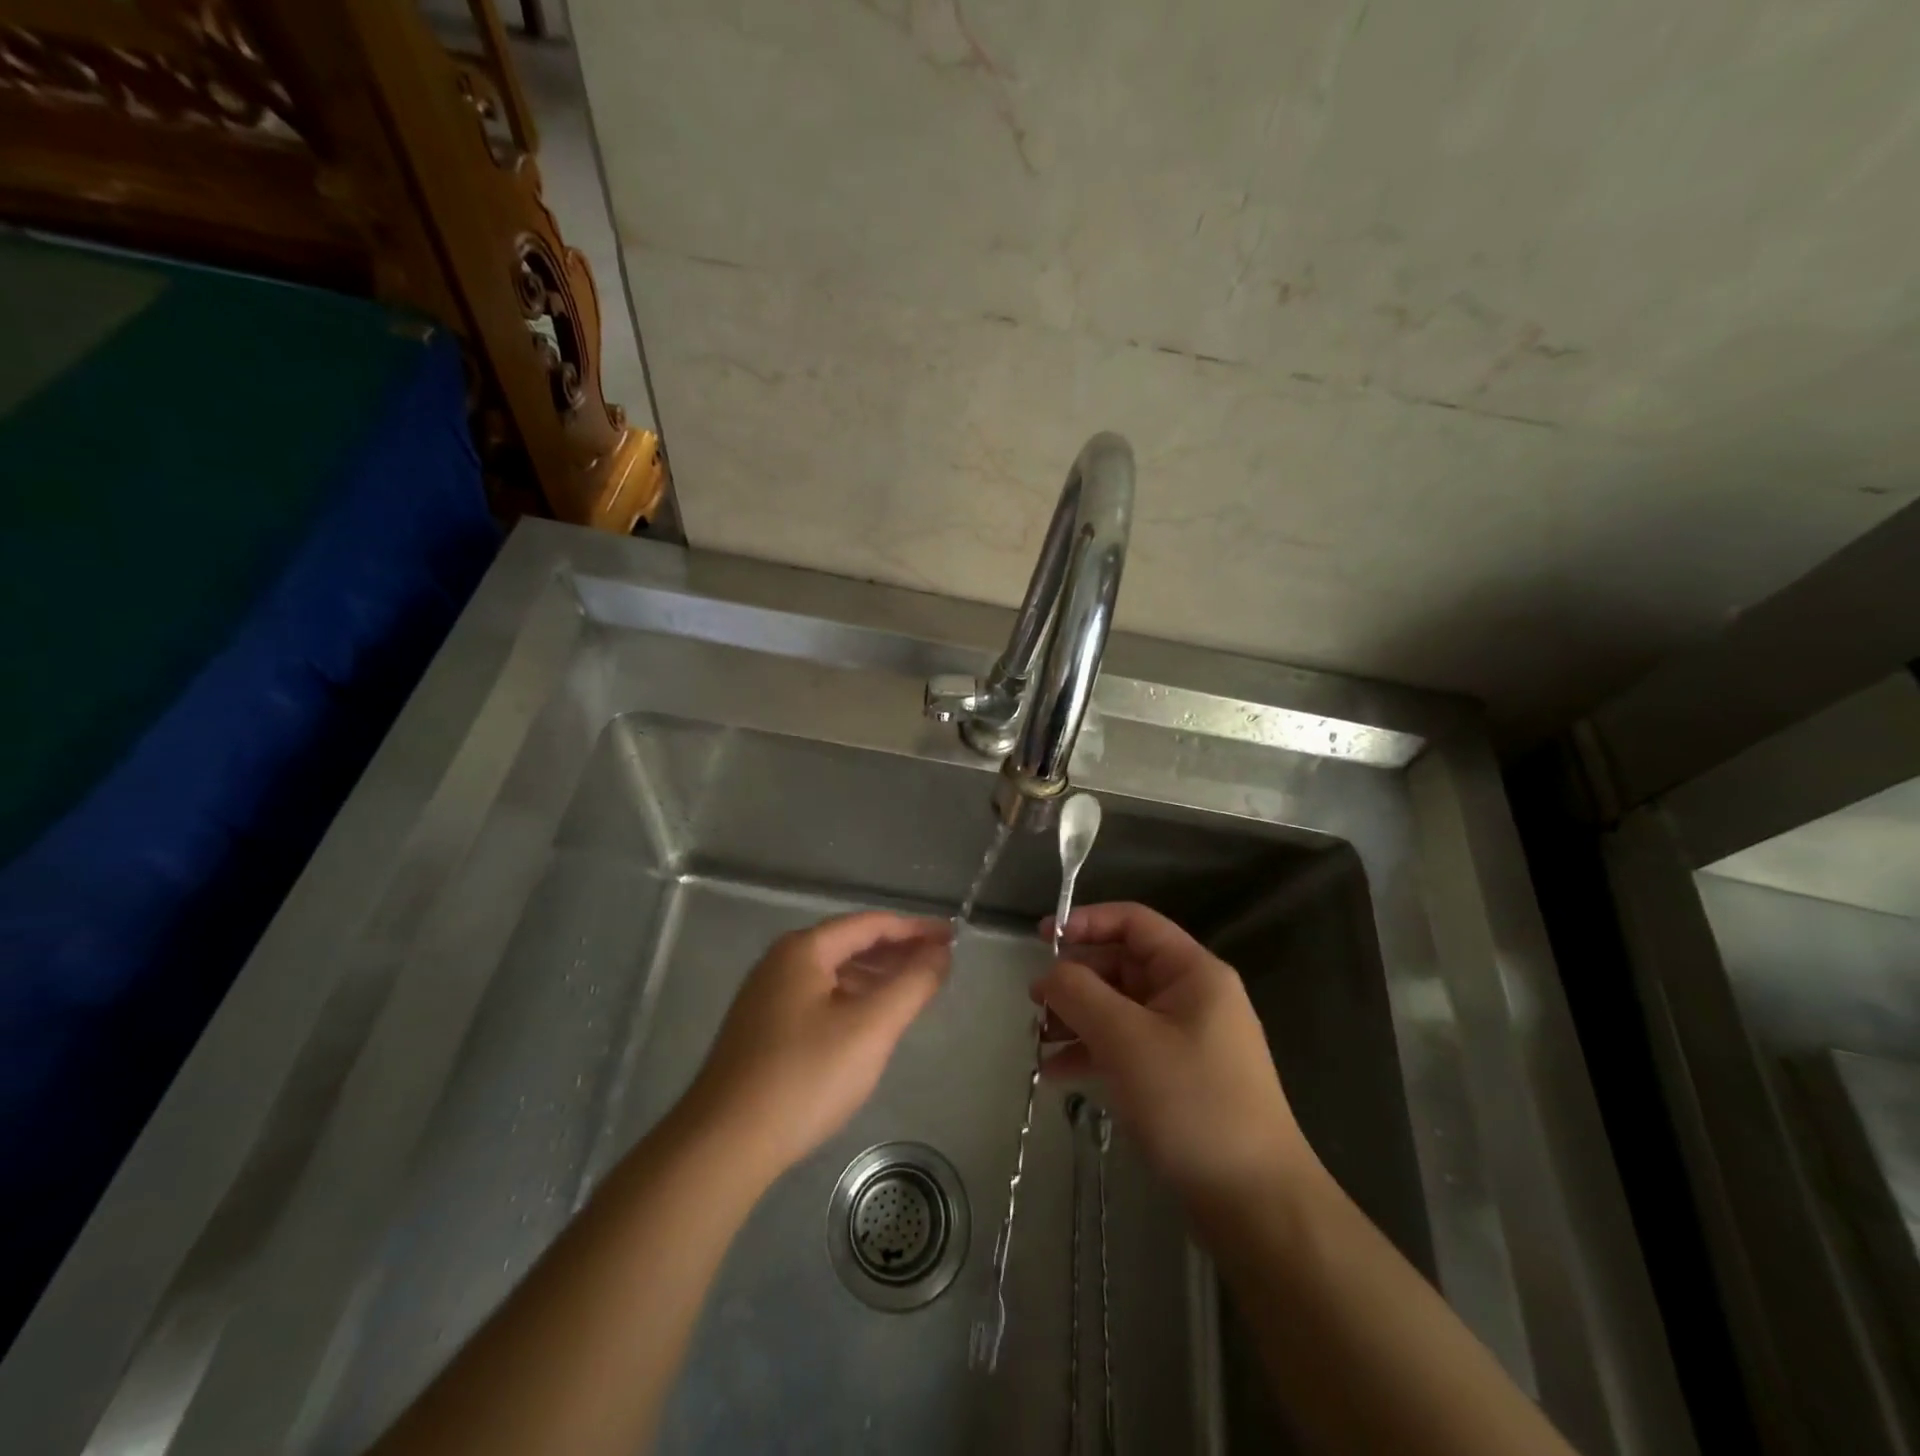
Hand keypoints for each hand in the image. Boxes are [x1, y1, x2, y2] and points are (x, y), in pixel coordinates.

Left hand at [685, 912, 950, 1181]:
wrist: (723, 1144)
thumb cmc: (804, 1076)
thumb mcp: (870, 1028)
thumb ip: (912, 984)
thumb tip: (940, 953)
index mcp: (803, 949)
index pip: (871, 924)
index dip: (916, 929)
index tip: (952, 938)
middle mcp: (781, 962)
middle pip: (850, 944)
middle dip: (897, 951)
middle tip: (939, 962)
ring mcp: (767, 996)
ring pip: (834, 973)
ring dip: (876, 976)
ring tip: (913, 989)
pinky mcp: (762, 1029)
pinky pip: (819, 997)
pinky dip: (852, 998)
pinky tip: (869, 1021)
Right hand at [1035, 902, 1318, 1217]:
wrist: (1255, 1203)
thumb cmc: (1191, 1103)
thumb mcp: (1126, 1039)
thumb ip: (1080, 994)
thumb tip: (1049, 974)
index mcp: (1193, 972)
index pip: (1134, 922)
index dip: (1087, 922)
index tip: (1043, 939)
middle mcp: (1193, 996)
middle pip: (1123, 966)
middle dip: (1076, 981)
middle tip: (1033, 1002)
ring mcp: (1188, 1038)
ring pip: (1121, 1009)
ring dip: (1078, 1019)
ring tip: (1038, 1040)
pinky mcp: (1180, 1077)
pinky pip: (1128, 1047)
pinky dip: (1094, 1052)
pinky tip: (1058, 1073)